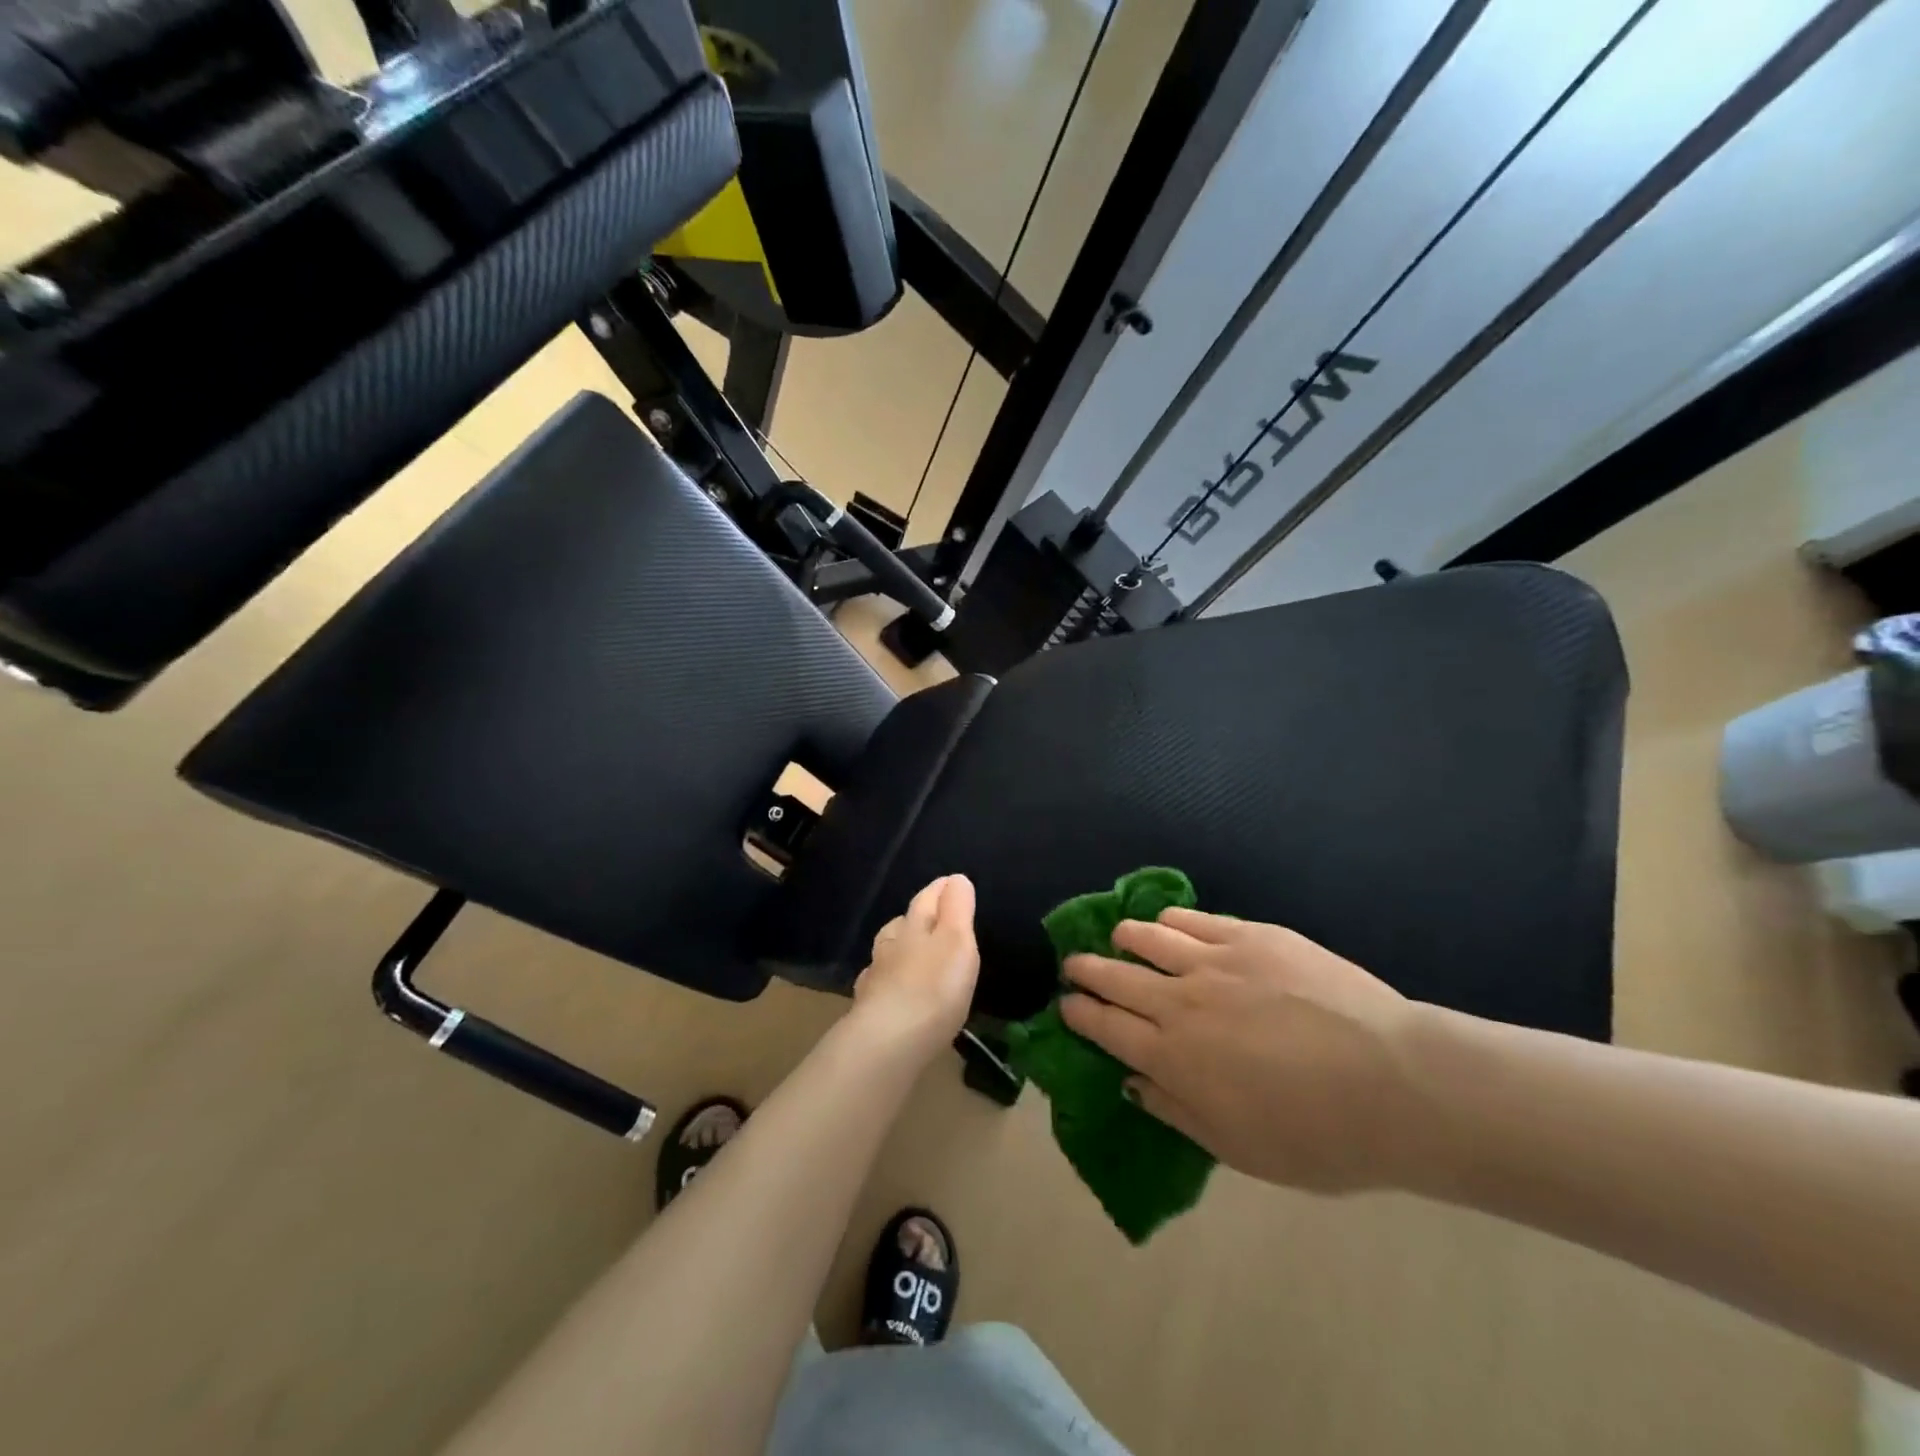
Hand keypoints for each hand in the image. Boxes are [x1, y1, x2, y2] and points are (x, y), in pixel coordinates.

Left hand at [851, 875, 980, 1060]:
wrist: (888, 1043)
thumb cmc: (933, 988)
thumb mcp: (956, 941)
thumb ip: (957, 909)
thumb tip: (956, 878)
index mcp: (913, 927)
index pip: (926, 899)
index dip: (941, 889)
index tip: (951, 882)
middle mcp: (890, 946)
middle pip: (902, 924)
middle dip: (917, 918)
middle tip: (933, 921)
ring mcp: (876, 978)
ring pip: (887, 954)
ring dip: (900, 950)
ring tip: (915, 957)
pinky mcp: (869, 1010)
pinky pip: (880, 985)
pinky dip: (889, 981)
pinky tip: (894, 991)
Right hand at [1061, 909, 1427, 1193]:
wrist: (1396, 1084)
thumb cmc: (1319, 1136)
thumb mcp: (1238, 1149)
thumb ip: (1176, 1111)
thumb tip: (1133, 1081)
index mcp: (1173, 1057)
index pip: (1105, 1026)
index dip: (1079, 1014)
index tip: (1066, 1006)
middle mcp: (1180, 1002)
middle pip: (1115, 976)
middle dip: (1086, 970)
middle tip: (1074, 966)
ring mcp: (1214, 962)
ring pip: (1146, 936)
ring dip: (1123, 938)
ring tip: (1118, 938)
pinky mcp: (1250, 936)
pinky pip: (1192, 918)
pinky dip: (1169, 920)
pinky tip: (1168, 924)